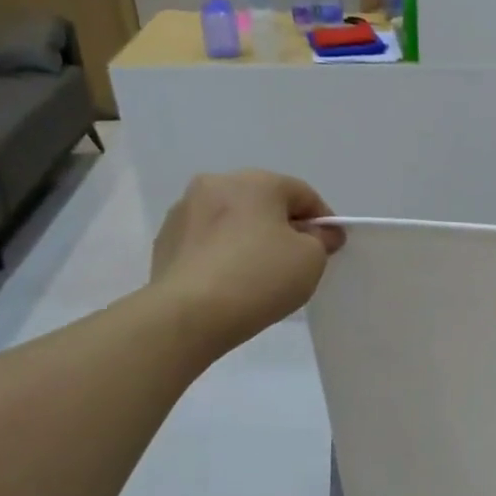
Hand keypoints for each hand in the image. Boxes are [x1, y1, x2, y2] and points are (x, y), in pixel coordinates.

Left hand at [150, 171, 343, 351]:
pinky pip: (207, 242)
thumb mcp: (311, 259)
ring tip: (259, 274)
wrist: (189, 314)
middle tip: (296, 261)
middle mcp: (216, 184)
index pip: (302, 194)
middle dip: (283, 227)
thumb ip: (321, 239)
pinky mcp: (165, 241)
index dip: (322, 220)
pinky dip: (224, 254)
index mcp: (255, 181)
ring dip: (250, 238)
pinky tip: (230, 282)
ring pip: (232, 220)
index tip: (330, 248)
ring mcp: (184, 211)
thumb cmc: (259, 277)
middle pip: (264, 202)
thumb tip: (319, 232)